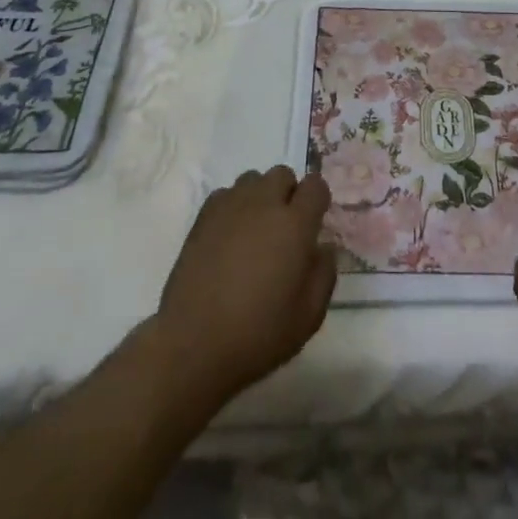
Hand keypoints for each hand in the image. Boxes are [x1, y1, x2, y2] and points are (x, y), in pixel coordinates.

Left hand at [153, 165, 336, 404]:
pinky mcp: (203, 217)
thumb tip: (324, 247)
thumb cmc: (258, 334)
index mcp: (295, 224)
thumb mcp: (309, 317)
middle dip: (288, 194)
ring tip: (254, 231)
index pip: (315, 185)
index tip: (313, 224)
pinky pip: (226, 194)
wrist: (193, 345)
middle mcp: (264, 203)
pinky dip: (233, 207)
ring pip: (253, 179)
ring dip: (260, 197)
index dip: (318, 200)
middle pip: (283, 174)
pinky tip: (229, 237)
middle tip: (283, 230)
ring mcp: (231, 206)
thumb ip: (324, 274)